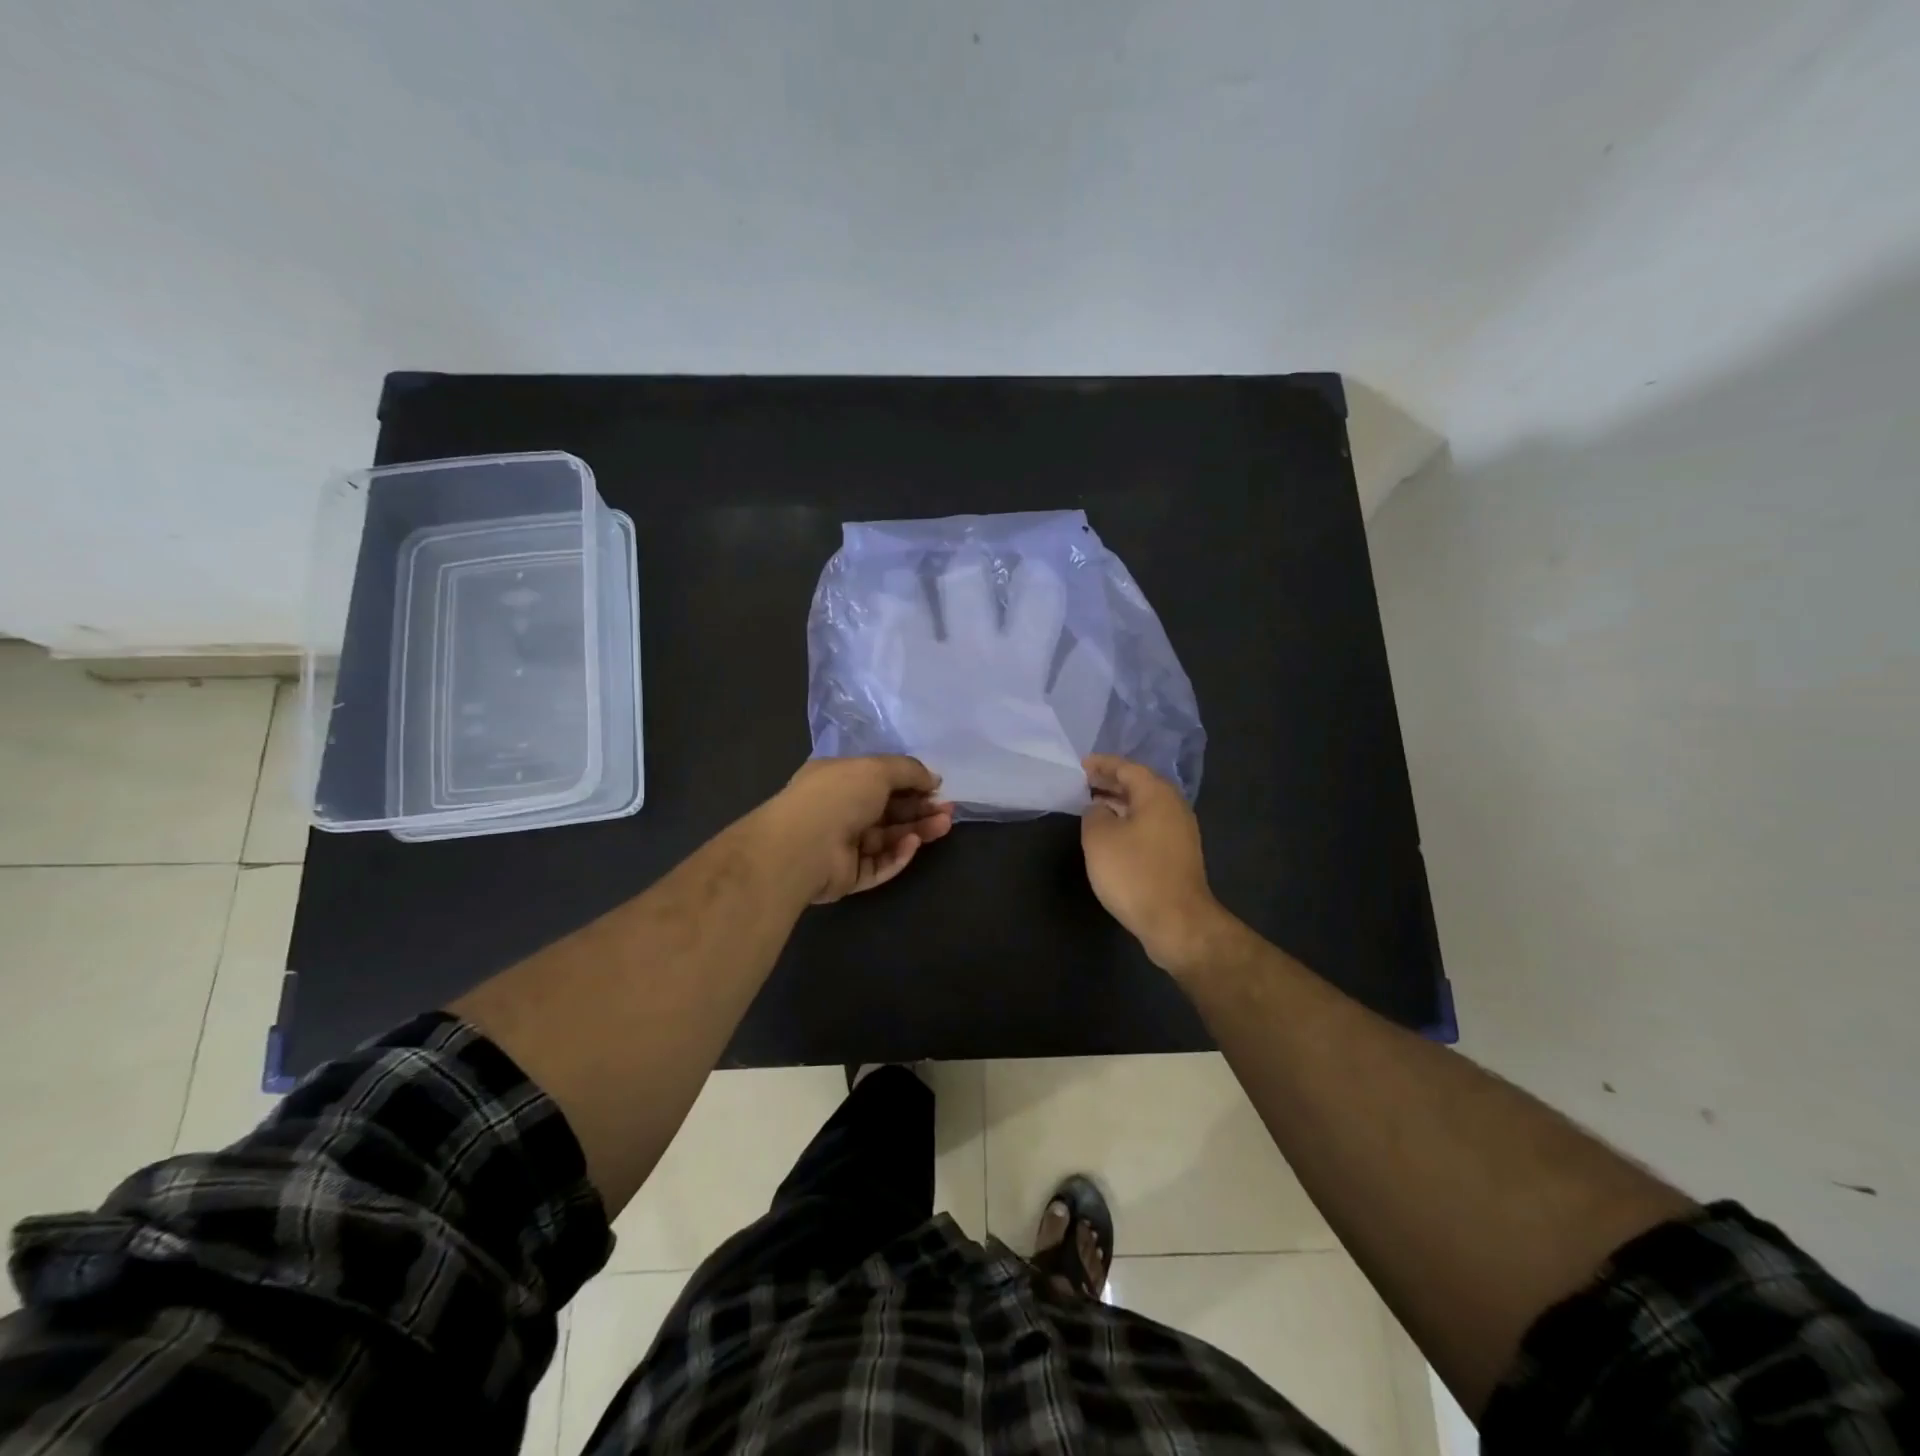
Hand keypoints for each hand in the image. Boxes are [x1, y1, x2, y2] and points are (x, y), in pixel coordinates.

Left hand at [765, 756, 954, 903]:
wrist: (804, 846)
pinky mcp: (848, 876)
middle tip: (947, 810)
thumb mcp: (878, 769)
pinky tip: (911, 845)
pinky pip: (879, 865)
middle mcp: (839, 810)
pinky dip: (897, 855)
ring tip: (943, 826)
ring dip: (916, 831)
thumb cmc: (838, 795)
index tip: (936, 787)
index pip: (879, 780)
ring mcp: (842, 846)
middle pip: (887, 812)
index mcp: (838, 779)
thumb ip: (909, 771)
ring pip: (887, 839)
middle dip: (919, 810)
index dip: (909, 783)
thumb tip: (933, 779)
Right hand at [1080, 755, 1230, 974]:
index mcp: (1157, 794)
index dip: (1102, 764)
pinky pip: (1149, 826)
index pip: (1127, 768)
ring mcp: (1180, 832)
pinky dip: (1128, 822)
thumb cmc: (1134, 873)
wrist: (1176, 922)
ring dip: (1119, 804)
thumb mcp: (1099, 838)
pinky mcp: (1178, 855)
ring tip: (1092, 806)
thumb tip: (1099, 809)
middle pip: (1139, 785)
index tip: (1080, 765)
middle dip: (1110, 782)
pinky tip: (1111, 834)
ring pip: (1145, 807)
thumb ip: (1094, 814)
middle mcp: (1173, 807)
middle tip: (1083, 783)